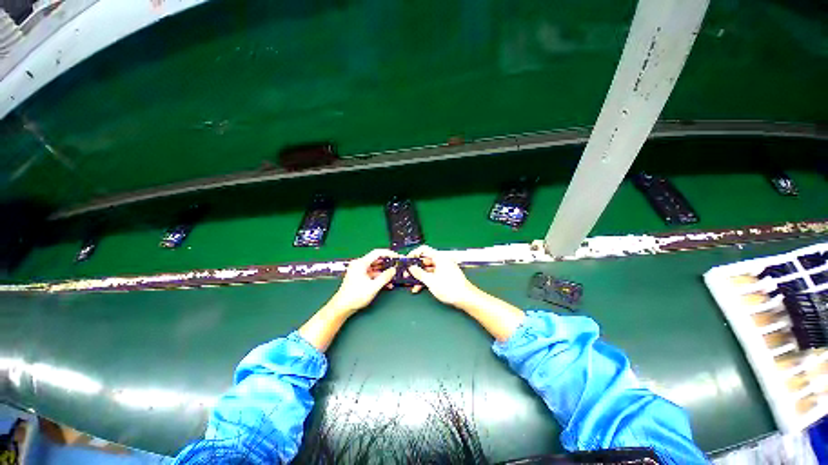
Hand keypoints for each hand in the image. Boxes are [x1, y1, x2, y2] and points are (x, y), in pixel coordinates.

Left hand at [325, 249, 398, 316]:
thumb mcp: (373, 287)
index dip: (388, 253)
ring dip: (383, 271)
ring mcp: (358, 270)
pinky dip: (378, 276)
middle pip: (376, 259)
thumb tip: (393, 270)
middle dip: (387, 262)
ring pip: (374, 267)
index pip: (377, 253)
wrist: (342, 307)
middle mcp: (359, 264)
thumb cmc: (355, 296)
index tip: (396, 256)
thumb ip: (385, 277)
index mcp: (361, 263)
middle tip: (396, 265)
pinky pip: (371, 273)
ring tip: (393, 275)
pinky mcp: (359, 276)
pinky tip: (386, 282)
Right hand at [406, 245, 480, 306]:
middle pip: (425, 260)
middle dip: (415, 267)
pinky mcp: (445, 275)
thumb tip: (411, 268)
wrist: (466, 298)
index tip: (407, 260)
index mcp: (439, 257)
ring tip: (411, 283)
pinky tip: (419, 288)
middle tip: (407, 273)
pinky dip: (426, 279)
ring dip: (419, 275)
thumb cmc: (450, 288)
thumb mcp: (430, 281)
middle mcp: (441, 260)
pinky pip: (433, 274)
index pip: (423, 249)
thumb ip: (419, 273)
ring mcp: (444, 268)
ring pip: (428, 269)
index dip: (414, 253)